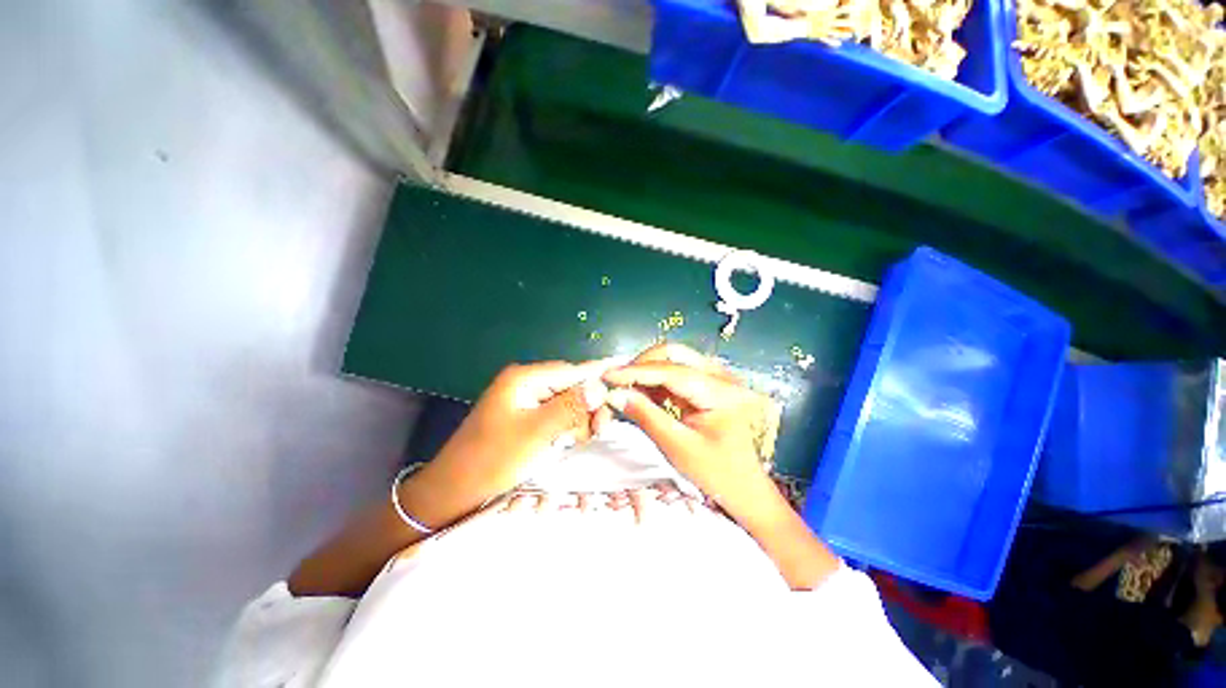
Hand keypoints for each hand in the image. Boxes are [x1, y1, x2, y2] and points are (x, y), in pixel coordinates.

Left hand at [422, 360, 612, 514]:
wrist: (452, 492)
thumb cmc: (492, 459)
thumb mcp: (535, 433)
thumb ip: (570, 407)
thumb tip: (600, 386)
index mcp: (524, 378)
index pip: (571, 370)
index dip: (598, 375)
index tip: (623, 376)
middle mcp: (527, 384)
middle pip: (571, 386)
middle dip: (588, 406)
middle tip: (599, 429)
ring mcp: (526, 401)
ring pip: (567, 403)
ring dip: (579, 419)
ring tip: (581, 439)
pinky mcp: (526, 418)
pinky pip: (557, 416)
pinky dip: (568, 427)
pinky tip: (571, 440)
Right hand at [603, 344, 777, 517]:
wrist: (745, 487)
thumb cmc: (716, 473)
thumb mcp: (677, 447)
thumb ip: (646, 416)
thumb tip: (615, 394)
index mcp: (721, 393)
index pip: (671, 371)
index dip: (636, 371)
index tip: (608, 375)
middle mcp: (722, 377)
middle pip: (675, 354)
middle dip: (643, 364)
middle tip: (619, 381)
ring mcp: (718, 378)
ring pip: (675, 359)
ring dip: (649, 370)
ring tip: (628, 389)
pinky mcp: (711, 384)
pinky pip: (678, 372)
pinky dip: (658, 380)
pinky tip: (645, 394)